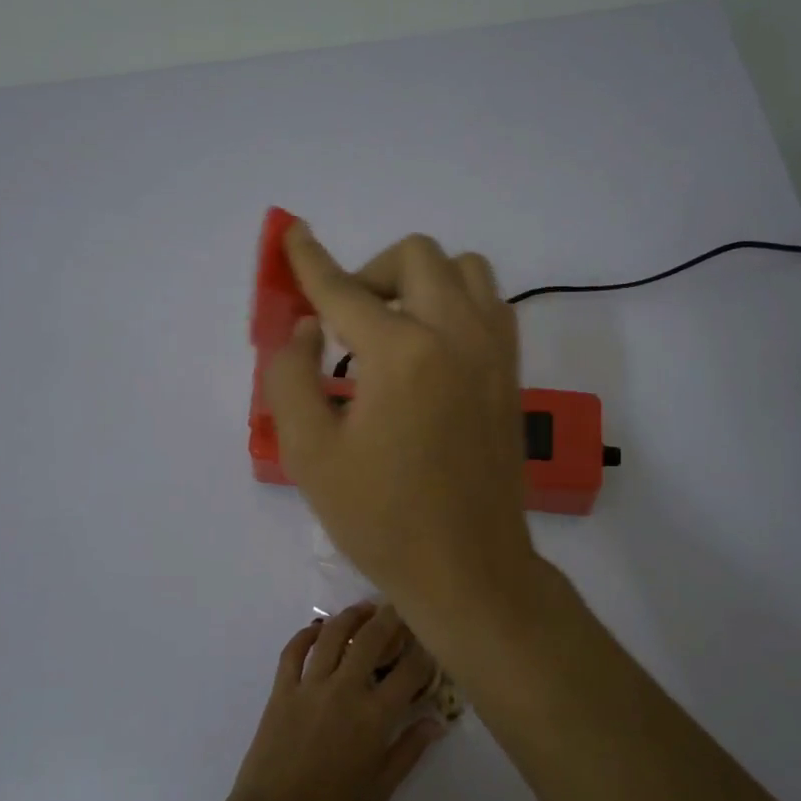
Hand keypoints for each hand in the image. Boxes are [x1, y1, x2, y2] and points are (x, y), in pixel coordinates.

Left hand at [220, 602, 443, 800]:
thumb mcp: (380, 790)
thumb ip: (409, 750)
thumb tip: (436, 721)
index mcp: (374, 717)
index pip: (409, 671)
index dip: (424, 653)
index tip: (431, 643)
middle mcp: (344, 690)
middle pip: (372, 639)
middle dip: (391, 618)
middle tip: (400, 607)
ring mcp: (309, 686)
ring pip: (333, 635)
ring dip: (351, 616)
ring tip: (365, 609)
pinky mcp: (281, 690)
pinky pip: (293, 651)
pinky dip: (306, 633)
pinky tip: (319, 628)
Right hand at [262, 221, 536, 629]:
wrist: (468, 567)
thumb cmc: (381, 520)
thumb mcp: (309, 454)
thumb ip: (290, 376)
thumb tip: (307, 327)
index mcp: (401, 354)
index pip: (344, 289)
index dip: (310, 261)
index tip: (292, 232)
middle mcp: (455, 334)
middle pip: (415, 257)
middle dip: (370, 272)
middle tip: (345, 318)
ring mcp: (492, 350)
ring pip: (462, 269)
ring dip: (420, 279)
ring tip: (392, 325)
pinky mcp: (510, 370)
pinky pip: (488, 302)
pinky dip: (455, 300)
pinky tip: (430, 344)